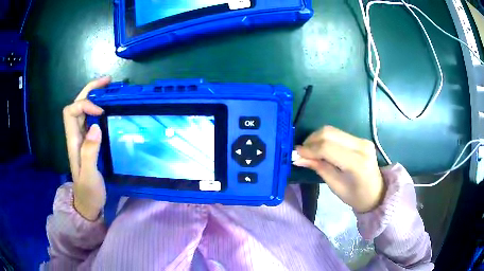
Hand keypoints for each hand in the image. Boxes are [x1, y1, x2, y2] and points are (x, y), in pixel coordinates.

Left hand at [63, 77, 110, 220]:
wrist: (88, 204)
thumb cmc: (88, 192)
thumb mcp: (89, 175)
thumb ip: (89, 152)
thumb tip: (96, 125)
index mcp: (73, 141)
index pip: (71, 111)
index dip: (85, 105)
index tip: (101, 112)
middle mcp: (75, 135)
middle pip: (76, 104)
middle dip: (90, 90)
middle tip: (108, 82)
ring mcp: (82, 138)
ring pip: (83, 110)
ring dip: (94, 96)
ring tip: (110, 89)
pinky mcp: (89, 142)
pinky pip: (91, 119)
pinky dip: (99, 109)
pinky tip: (108, 109)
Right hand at [294, 126, 384, 212]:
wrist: (376, 193)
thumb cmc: (355, 196)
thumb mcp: (335, 186)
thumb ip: (318, 168)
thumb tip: (298, 158)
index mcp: (357, 162)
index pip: (327, 147)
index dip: (309, 149)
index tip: (296, 154)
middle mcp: (361, 146)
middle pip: (329, 133)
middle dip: (311, 140)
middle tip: (302, 152)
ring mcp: (362, 140)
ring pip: (332, 130)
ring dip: (317, 138)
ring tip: (310, 151)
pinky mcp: (360, 139)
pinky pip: (338, 134)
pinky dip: (325, 139)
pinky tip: (320, 149)